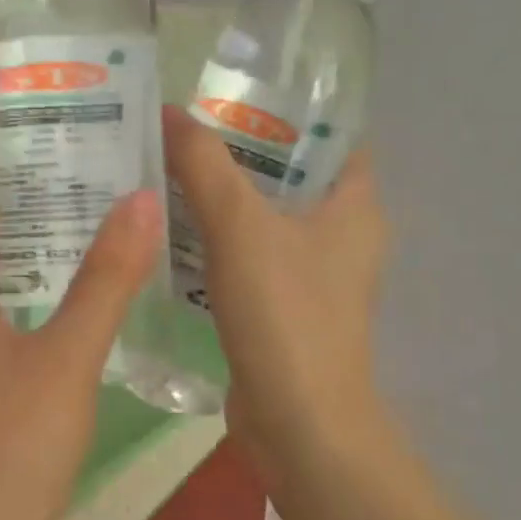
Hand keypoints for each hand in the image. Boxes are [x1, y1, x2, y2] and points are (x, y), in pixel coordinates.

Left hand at [0, 150, 162, 519]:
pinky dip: (33, 307)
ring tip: (97, 238)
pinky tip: (84, 317)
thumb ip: (105, 280)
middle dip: (20, 207)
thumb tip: (140, 200)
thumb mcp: (65, 359)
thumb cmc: (6, 453)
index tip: (38, 146)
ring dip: (32, 259)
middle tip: (87, 186)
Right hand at [163, 108, 390, 487]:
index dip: (286, 112)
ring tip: (165, 175)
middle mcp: (342, 237)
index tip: (229, 98)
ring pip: (264, 222)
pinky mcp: (284, 311)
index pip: (331, 137)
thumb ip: (204, 166)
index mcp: (355, 205)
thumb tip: (169, 111)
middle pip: (288, 177)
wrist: (297, 421)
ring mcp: (314, 278)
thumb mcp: (240, 227)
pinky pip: (248, 261)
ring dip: (221, 203)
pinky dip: (216, 246)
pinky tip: (170, 236)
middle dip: (238, 155)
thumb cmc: (285, 314)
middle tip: (180, 134)